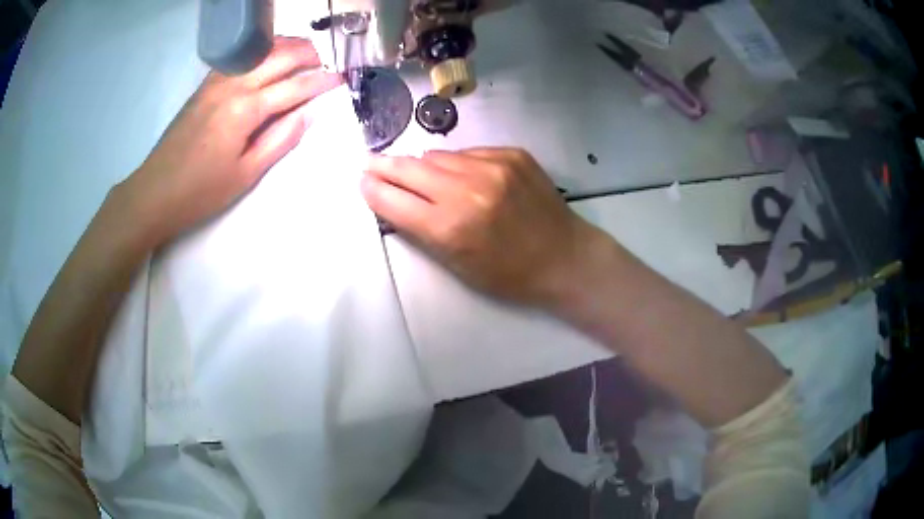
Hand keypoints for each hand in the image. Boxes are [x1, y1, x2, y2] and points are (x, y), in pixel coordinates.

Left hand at [120, 37, 341, 245]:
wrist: (154, 192)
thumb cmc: (201, 192)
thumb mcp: (246, 174)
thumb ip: (281, 139)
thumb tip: (310, 113)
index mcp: (245, 109)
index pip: (294, 86)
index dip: (322, 80)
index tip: (342, 77)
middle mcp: (233, 84)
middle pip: (280, 55)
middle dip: (309, 54)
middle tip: (328, 61)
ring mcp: (217, 80)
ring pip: (261, 49)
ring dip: (288, 47)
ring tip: (305, 56)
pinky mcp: (206, 84)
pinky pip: (243, 57)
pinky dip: (264, 52)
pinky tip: (271, 62)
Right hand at [362, 148, 610, 307]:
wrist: (565, 257)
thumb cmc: (510, 274)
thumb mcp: (458, 265)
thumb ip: (421, 229)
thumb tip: (394, 197)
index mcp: (451, 227)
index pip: (393, 199)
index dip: (373, 189)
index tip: (362, 181)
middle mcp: (468, 189)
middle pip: (409, 168)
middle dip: (385, 166)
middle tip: (370, 163)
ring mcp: (493, 166)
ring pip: (437, 155)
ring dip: (422, 165)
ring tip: (418, 173)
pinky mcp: (512, 154)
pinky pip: (468, 153)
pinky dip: (457, 163)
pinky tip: (463, 176)